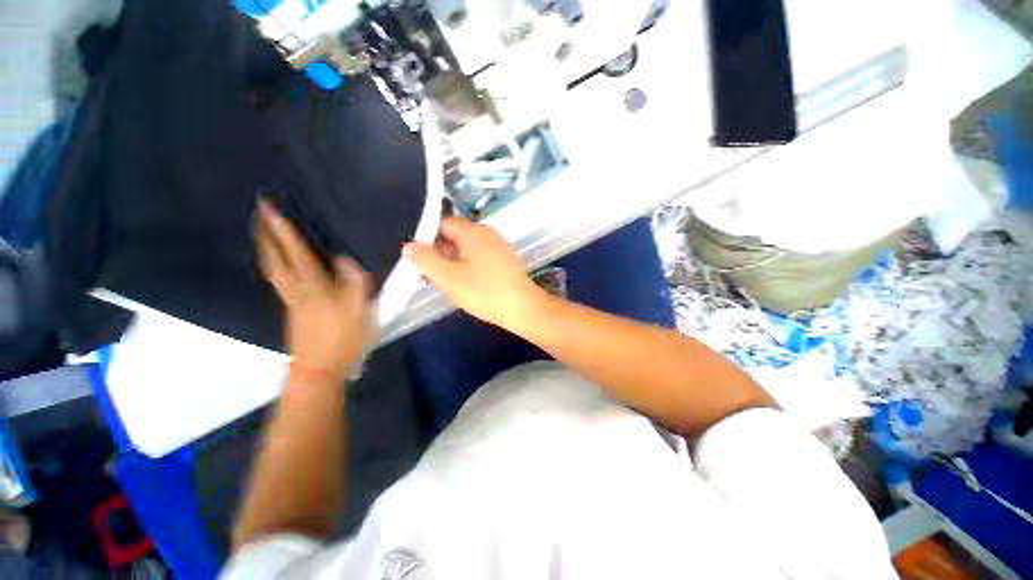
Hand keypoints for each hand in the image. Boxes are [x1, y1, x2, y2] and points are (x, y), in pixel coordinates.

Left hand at [255, 199, 374, 381]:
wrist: (319, 370)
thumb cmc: (342, 340)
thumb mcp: (358, 312)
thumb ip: (354, 284)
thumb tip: (344, 259)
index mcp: (313, 288)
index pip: (296, 253)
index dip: (283, 231)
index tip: (270, 208)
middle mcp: (296, 290)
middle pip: (274, 259)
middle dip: (265, 236)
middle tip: (258, 214)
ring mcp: (291, 301)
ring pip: (273, 269)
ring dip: (266, 248)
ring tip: (263, 233)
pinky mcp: (293, 310)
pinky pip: (279, 279)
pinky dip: (274, 263)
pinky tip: (279, 263)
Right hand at [403, 217, 544, 328]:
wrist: (522, 308)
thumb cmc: (485, 292)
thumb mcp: (450, 278)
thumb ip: (426, 260)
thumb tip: (409, 245)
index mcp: (473, 232)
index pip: (442, 224)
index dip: (427, 239)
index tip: (420, 259)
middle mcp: (486, 233)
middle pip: (454, 236)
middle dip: (440, 254)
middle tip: (432, 276)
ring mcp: (497, 246)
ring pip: (466, 249)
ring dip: (453, 263)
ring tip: (448, 284)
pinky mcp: (503, 260)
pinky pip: (479, 258)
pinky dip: (468, 267)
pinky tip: (467, 285)